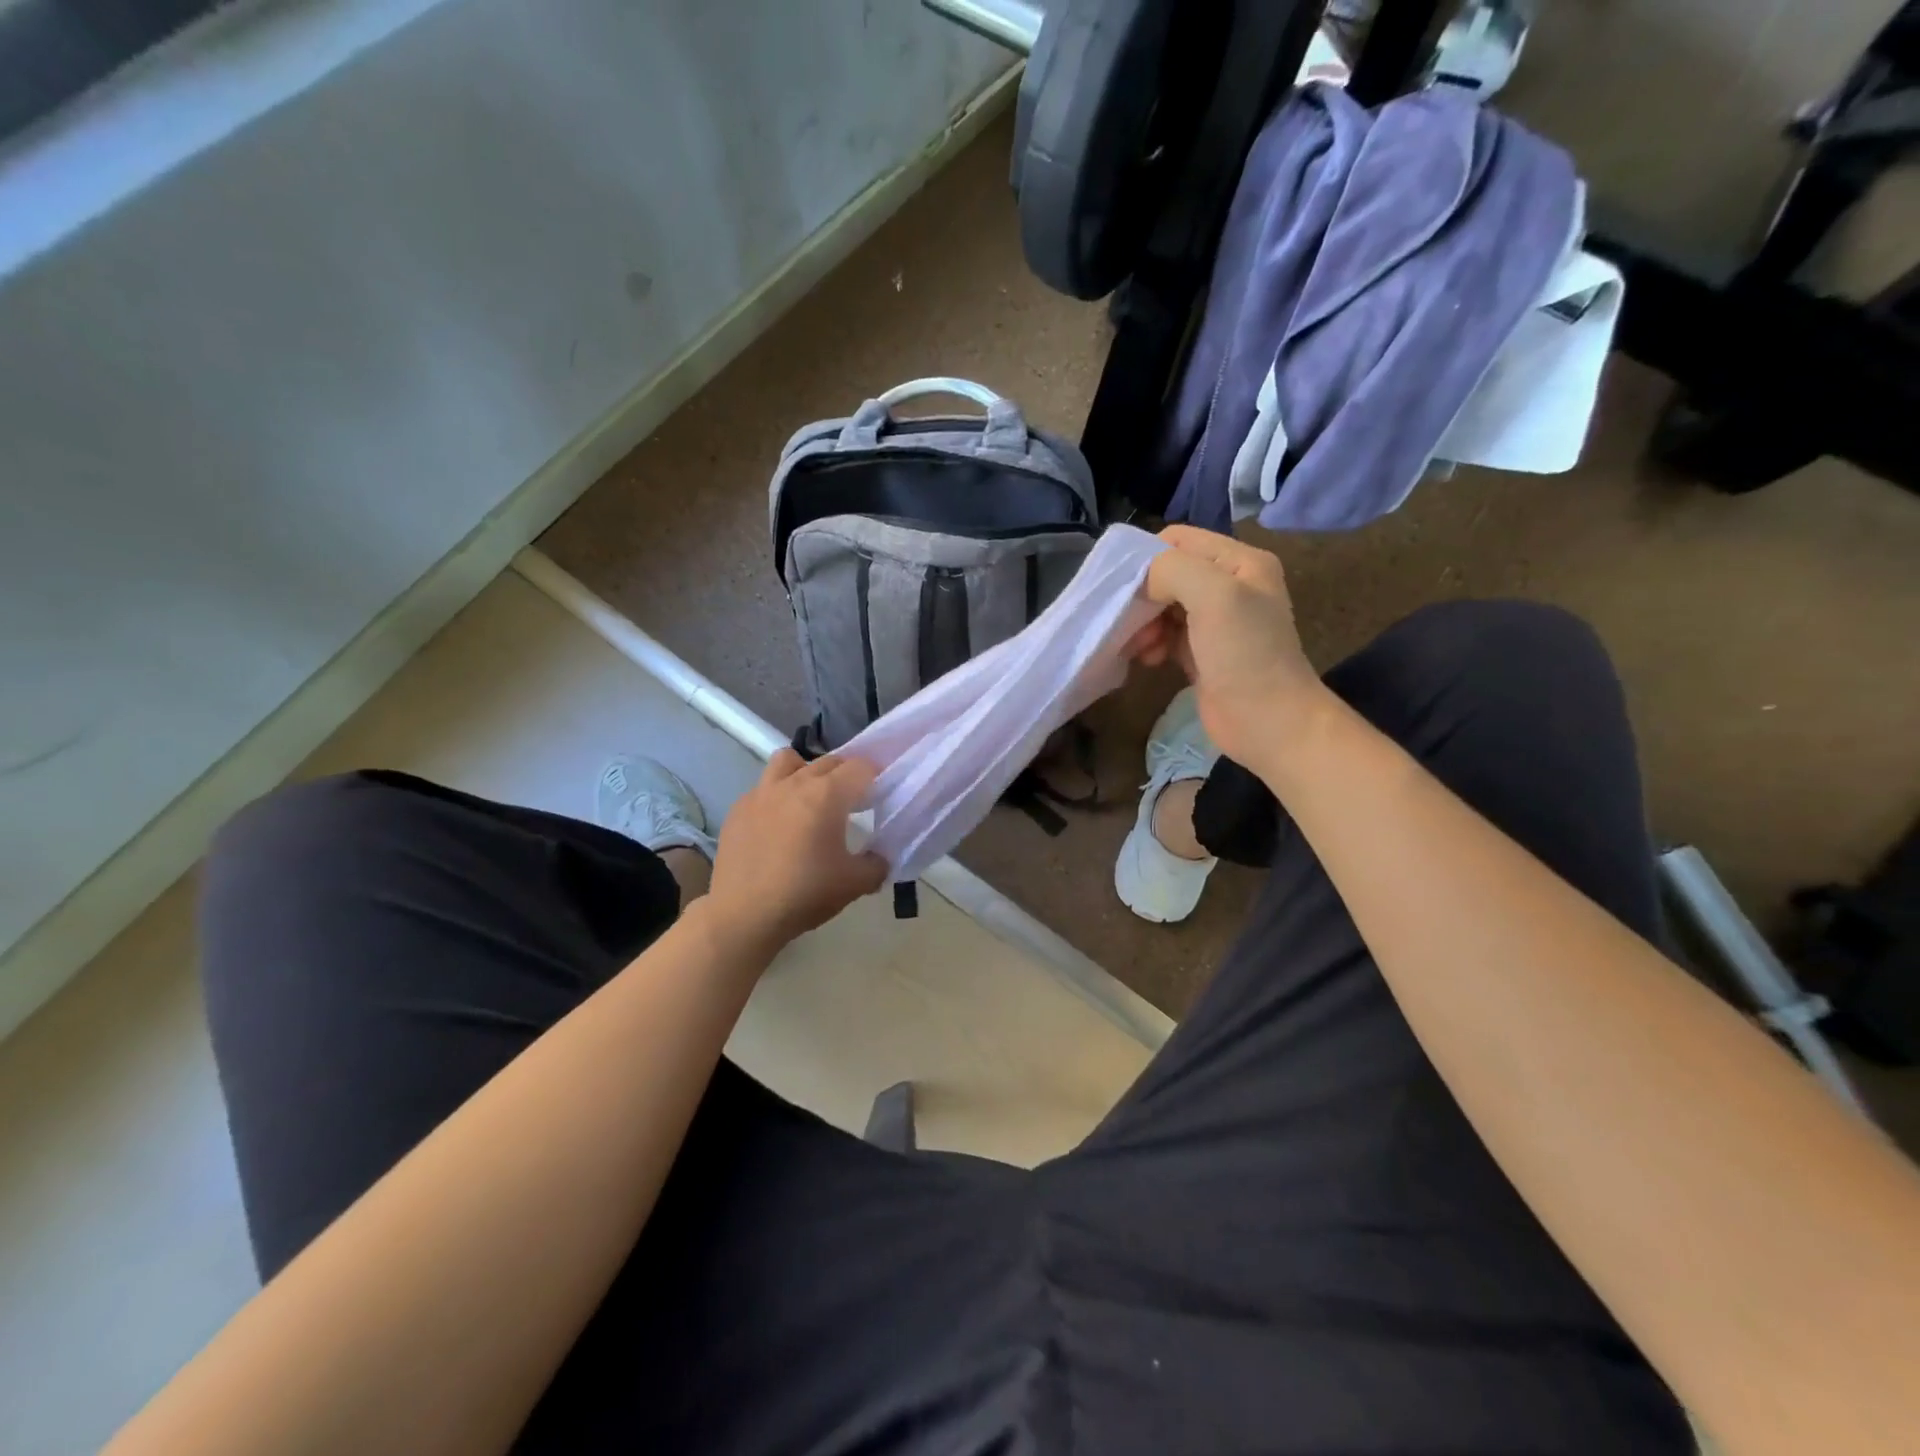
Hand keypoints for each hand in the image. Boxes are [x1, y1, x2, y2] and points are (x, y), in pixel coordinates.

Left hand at [705, 750, 887, 958]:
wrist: (743, 915)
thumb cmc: (804, 894)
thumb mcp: (854, 884)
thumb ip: (877, 865)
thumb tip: (880, 858)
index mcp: (827, 794)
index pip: (861, 767)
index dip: (876, 778)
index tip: (879, 798)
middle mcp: (795, 783)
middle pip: (829, 762)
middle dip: (846, 775)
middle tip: (853, 803)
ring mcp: (762, 792)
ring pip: (789, 761)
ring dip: (806, 771)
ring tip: (810, 799)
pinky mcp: (739, 808)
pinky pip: (764, 788)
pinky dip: (777, 796)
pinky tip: (778, 825)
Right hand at [1128, 525, 1325, 769]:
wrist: (1269, 723)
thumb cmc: (1245, 655)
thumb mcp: (1214, 595)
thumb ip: (1172, 570)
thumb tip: (1143, 582)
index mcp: (1240, 561)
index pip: (1178, 539)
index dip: (1147, 558)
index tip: (1126, 590)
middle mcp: (1230, 585)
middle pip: (1167, 574)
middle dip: (1143, 597)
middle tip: (1130, 624)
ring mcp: (1216, 621)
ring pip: (1162, 606)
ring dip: (1143, 623)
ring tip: (1142, 648)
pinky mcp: (1203, 652)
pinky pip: (1166, 634)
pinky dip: (1151, 643)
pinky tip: (1149, 660)